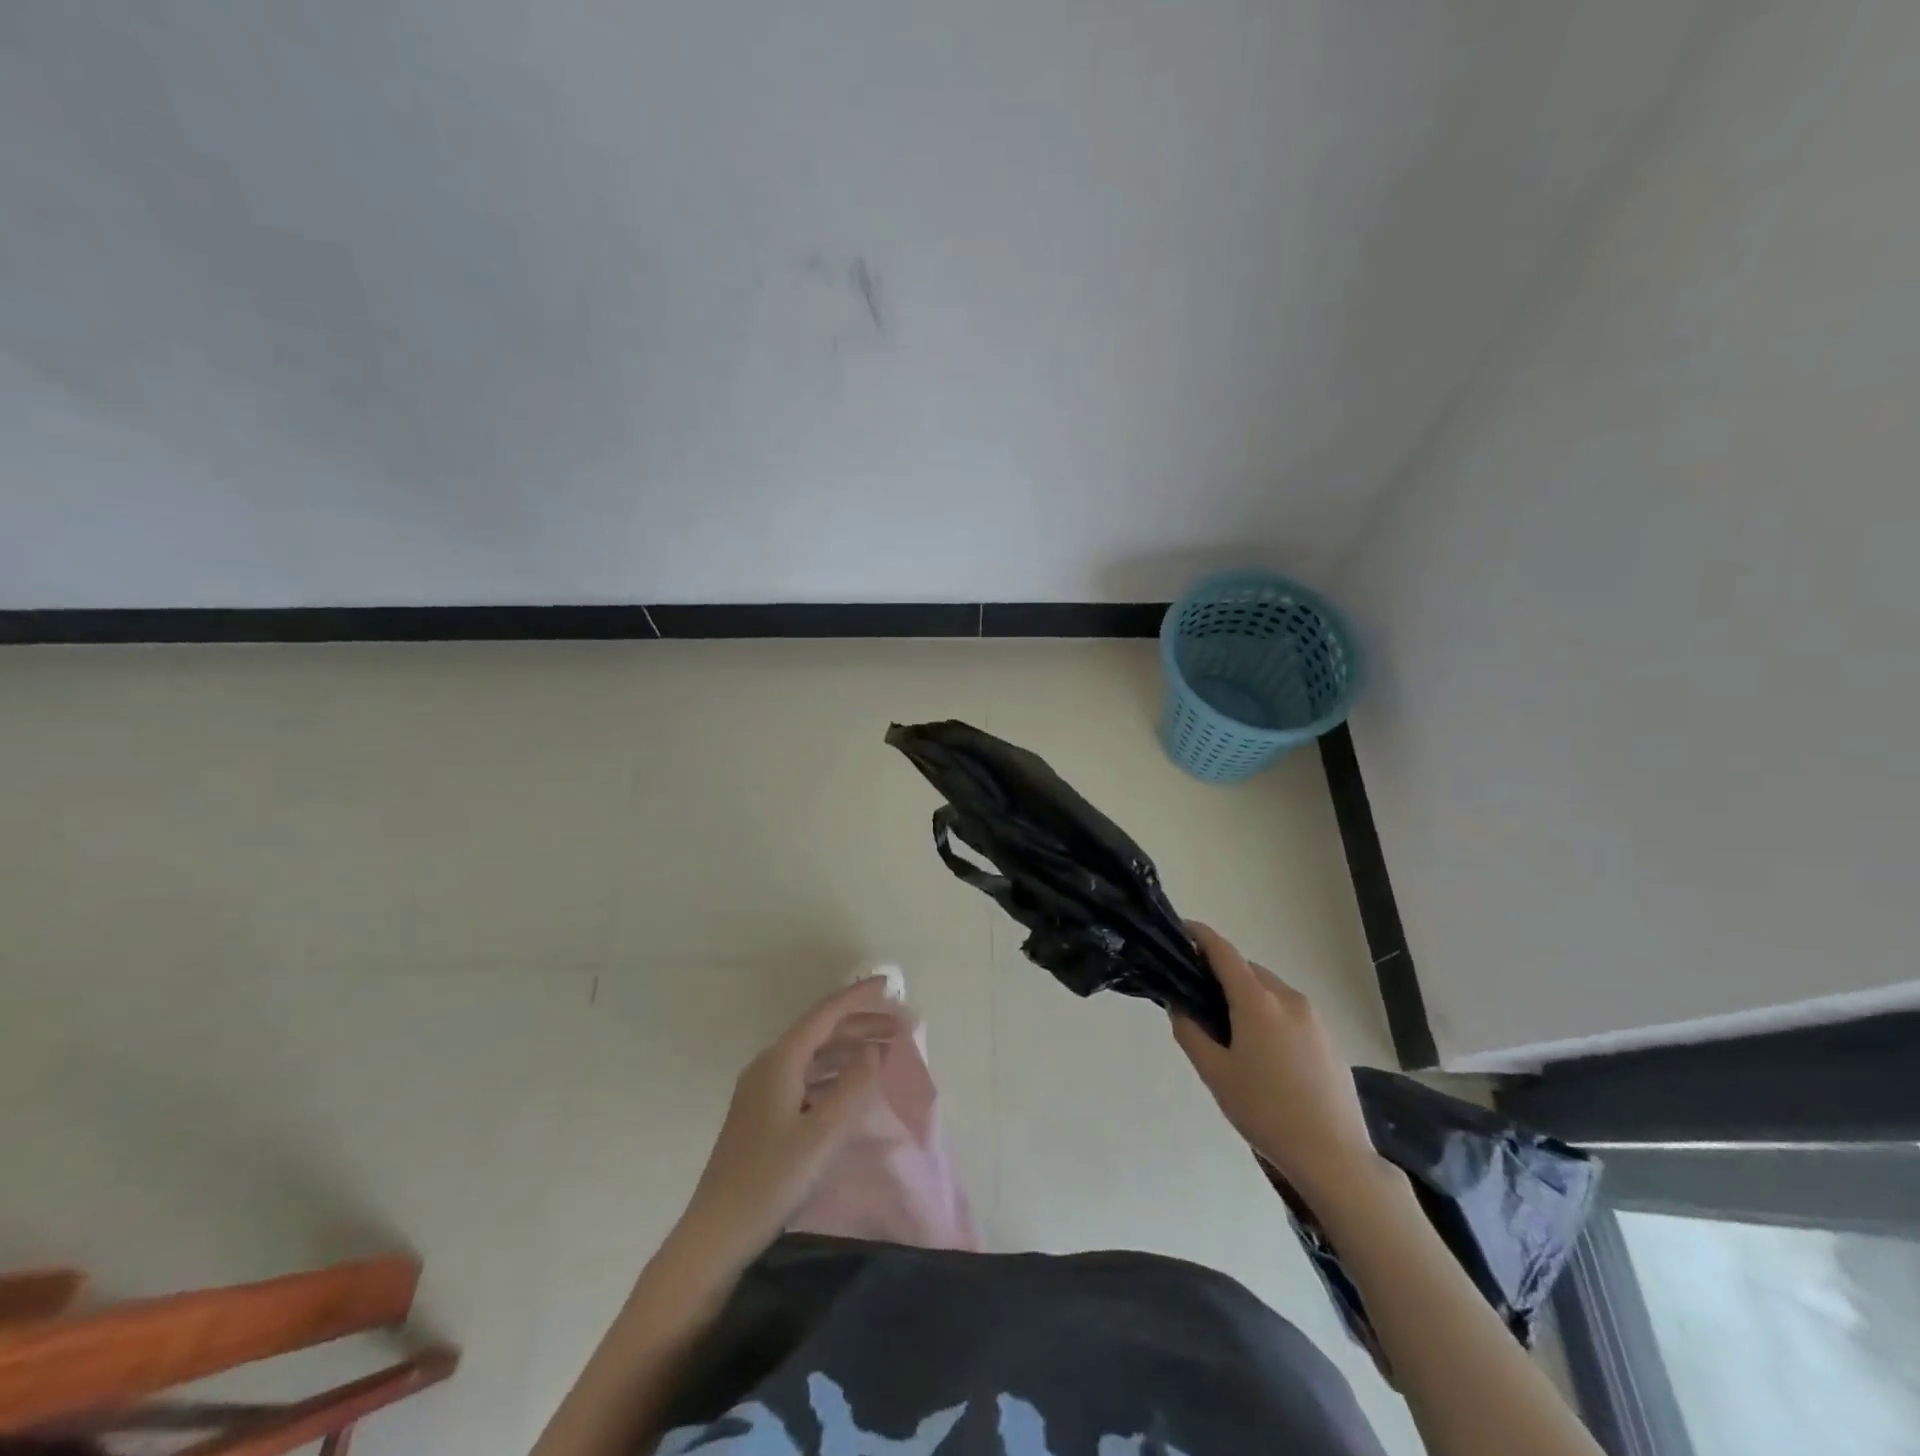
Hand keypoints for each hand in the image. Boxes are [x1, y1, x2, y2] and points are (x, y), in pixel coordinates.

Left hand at [677, 978, 903, 1263]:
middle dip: (861, 1023)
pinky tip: (853, 1084)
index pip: (826, 1014)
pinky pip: (806, 1075)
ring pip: (815, 1054)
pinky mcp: (764, 1112)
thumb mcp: (822, 1134)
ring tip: (886, 1052)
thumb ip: (853, 1086)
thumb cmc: (771, 1180)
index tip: (890, 985)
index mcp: (780, 1061)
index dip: (859, 996)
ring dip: (850, 1048)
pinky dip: (835, 1071)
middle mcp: (769, 1065)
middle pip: (821, 1031)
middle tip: (901, 1026)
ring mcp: (763, 1089)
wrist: (716, 1234)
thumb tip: (874, 1050)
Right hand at [1171, 922, 1381, 1202]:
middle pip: (1247, 969)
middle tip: (1197, 995)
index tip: (1182, 930)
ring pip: (1269, 989)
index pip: (1223, 952)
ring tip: (1229, 1028)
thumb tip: (1179, 1005)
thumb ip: (1190, 1032)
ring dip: (1246, 994)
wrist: (1335, 1157)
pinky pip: (1289, 1010)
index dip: (1201, 936)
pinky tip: (1262, 1050)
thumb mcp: (1215, 1074)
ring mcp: (1313, 1017)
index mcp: (1257, 1001)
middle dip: (1221, 972)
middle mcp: (1287, 998)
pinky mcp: (1328, 1038)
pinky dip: (1268, 1012)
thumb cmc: (1266, 1112)